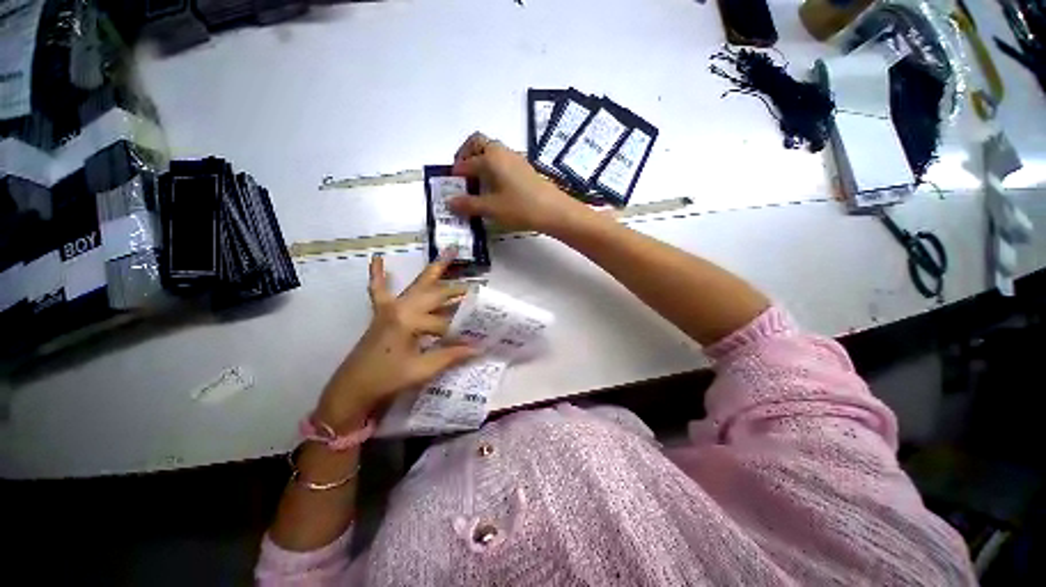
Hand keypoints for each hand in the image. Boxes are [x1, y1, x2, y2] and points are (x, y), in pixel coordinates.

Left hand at [313, 252, 477, 429]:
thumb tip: (479, 348)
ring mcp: (390, 308)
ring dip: (434, 269)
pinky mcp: (381, 313)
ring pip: (417, 285)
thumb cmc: (387, 379)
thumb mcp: (422, 370)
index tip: (476, 338)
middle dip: (456, 291)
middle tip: (475, 287)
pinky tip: (378, 258)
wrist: (352, 389)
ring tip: (448, 252)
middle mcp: (401, 307)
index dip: (459, 333)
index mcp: (410, 321)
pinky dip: (379, 275)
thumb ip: (451, 356)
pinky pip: (378, 291)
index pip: (444, 323)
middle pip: (436, 295)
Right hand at [449, 132, 590, 235]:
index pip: (466, 162)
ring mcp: (516, 159)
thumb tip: (449, 202)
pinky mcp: (525, 168)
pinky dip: (493, 169)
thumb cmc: (520, 207)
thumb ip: (469, 204)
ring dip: (481, 162)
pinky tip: (495, 188)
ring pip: (492, 152)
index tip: (452, 185)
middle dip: (466, 155)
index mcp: (490, 158)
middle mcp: (502, 152)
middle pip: (478, 143)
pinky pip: (503, 161)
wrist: (554, 210)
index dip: (457, 173)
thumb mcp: (491, 208)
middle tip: (462, 174)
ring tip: (477, 184)